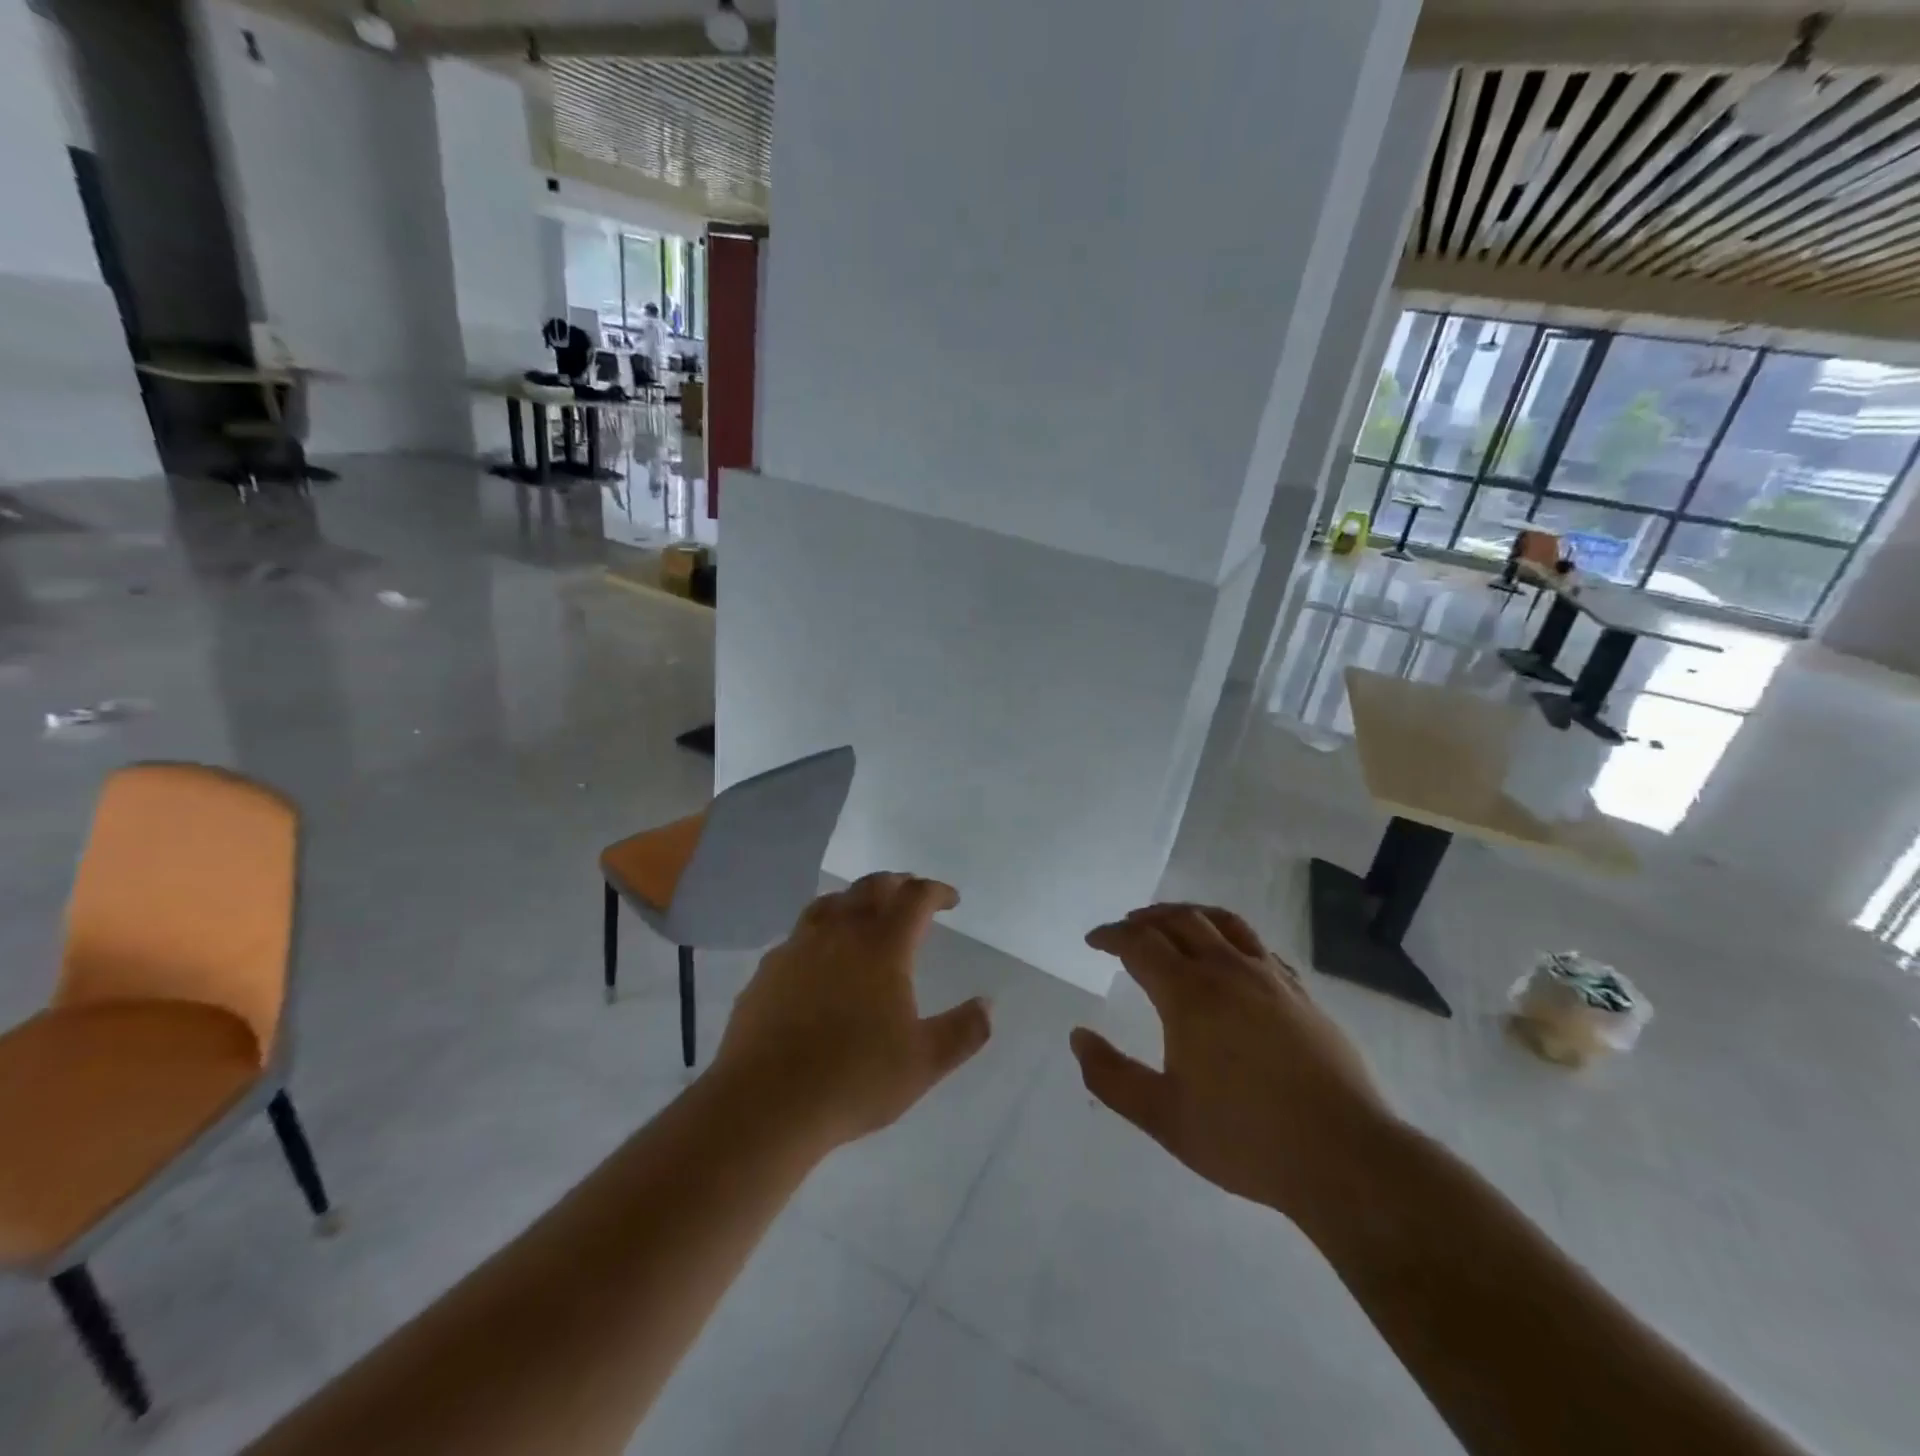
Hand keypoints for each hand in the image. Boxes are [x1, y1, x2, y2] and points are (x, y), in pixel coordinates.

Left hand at [711, 873, 991, 1150]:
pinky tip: (820, 957)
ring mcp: (798, 947)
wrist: (765, 1103)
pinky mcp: (767, 970)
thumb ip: (963, 1031)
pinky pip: (800, 934)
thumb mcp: (924, 1063)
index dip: (936, 891)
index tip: (951, 899)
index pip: (915, 898)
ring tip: (865, 912)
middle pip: (871, 887)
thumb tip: (987, 1004)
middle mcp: (840, 933)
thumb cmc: (854, 1079)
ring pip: (830, 903)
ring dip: (855, 898)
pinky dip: (821, 931)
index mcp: (882, 946)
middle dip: (897, 884)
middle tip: (912, 893)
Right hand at [1070, 904, 1397, 1223]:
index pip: (1140, 944)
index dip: (1111, 936)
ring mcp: (1270, 978)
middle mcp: (1227, 971)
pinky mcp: (1301, 993)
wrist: (1345, 1157)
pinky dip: (1229, 937)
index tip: (1094, 940)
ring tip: (1171, 924)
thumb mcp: (1163, 1117)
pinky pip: (1258, 945)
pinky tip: (1230, 958)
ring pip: (1223, 923)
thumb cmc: (1245, 1138)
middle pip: (1180, 921)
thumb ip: (1111, 1076)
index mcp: (1189, 994)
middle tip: (1125, 929)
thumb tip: (1078, 1036)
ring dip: (1188, 915)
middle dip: (1145, 919)